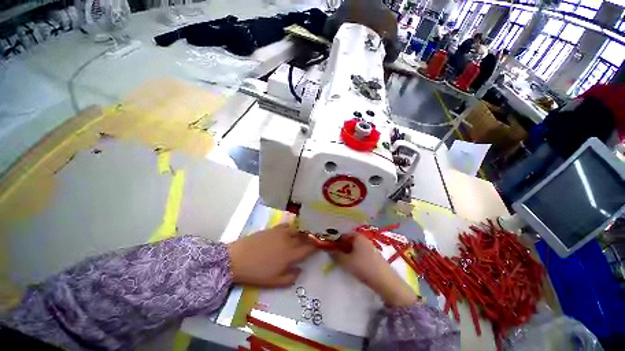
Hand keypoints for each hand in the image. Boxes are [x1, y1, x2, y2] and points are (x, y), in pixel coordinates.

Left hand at [227, 223, 316, 286]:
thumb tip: (300, 270)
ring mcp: (280, 233)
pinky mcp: (273, 229)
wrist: (237, 258)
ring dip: (301, 232)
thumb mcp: (274, 282)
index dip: (315, 247)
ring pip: (296, 230)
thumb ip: (290, 278)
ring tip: (304, 234)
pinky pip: (286, 226)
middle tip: (314, 239)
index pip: (307, 248)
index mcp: (290, 254)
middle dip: (310, 238)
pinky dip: (291, 227)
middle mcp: (288, 241)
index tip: (319, 246)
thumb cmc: (256, 273)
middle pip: (303, 237)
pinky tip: (290, 230)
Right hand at [331, 235, 417, 307]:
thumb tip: (328, 249)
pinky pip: (361, 252)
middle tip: (335, 255)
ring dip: (348, 252)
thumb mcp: (346, 261)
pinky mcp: (374, 255)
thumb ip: (336, 254)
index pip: (343, 235)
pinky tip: (353, 264)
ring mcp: (370, 247)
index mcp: (357, 236)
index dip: (335, 240)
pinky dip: (355, 256)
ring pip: (355, 247)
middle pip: (349, 240)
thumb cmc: (363, 267)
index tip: (329, 248)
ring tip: (343, 261)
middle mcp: (364, 239)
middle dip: (341, 246)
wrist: (386, 281)